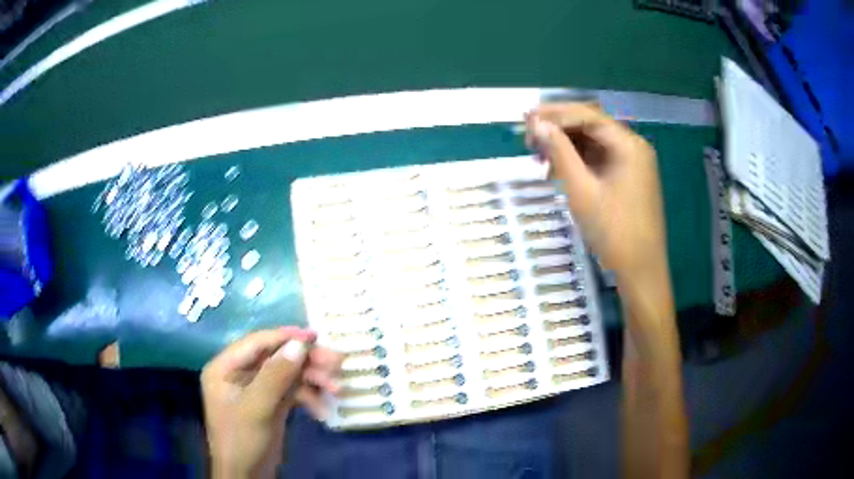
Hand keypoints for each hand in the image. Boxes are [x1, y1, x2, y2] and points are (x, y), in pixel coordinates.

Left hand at [201, 327, 343, 477]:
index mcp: (225, 367)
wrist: (247, 476)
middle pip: (277, 357)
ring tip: (337, 389)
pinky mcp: (271, 403)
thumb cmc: (242, 440)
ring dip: (313, 380)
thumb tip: (300, 344)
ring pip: (288, 374)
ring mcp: (257, 389)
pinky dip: (309, 397)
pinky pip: (292, 391)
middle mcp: (240, 373)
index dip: (286, 337)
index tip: (316, 336)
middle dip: (306, 362)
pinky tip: (322, 410)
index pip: (257, 343)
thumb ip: (276, 375)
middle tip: (337, 362)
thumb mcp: (257, 408)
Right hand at [526, 103, 667, 277]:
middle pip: (592, 126)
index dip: (555, 114)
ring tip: (538, 154)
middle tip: (528, 136)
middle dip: (559, 128)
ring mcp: (632, 163)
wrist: (641, 272)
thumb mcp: (582, 190)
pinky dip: (578, 161)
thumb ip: (560, 152)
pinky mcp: (628, 178)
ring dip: (566, 145)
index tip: (526, 119)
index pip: (588, 115)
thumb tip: (537, 124)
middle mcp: (633, 147)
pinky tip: (558, 168)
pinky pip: (600, 159)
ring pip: (594, 143)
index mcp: (629, 145)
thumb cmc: (614, 232)